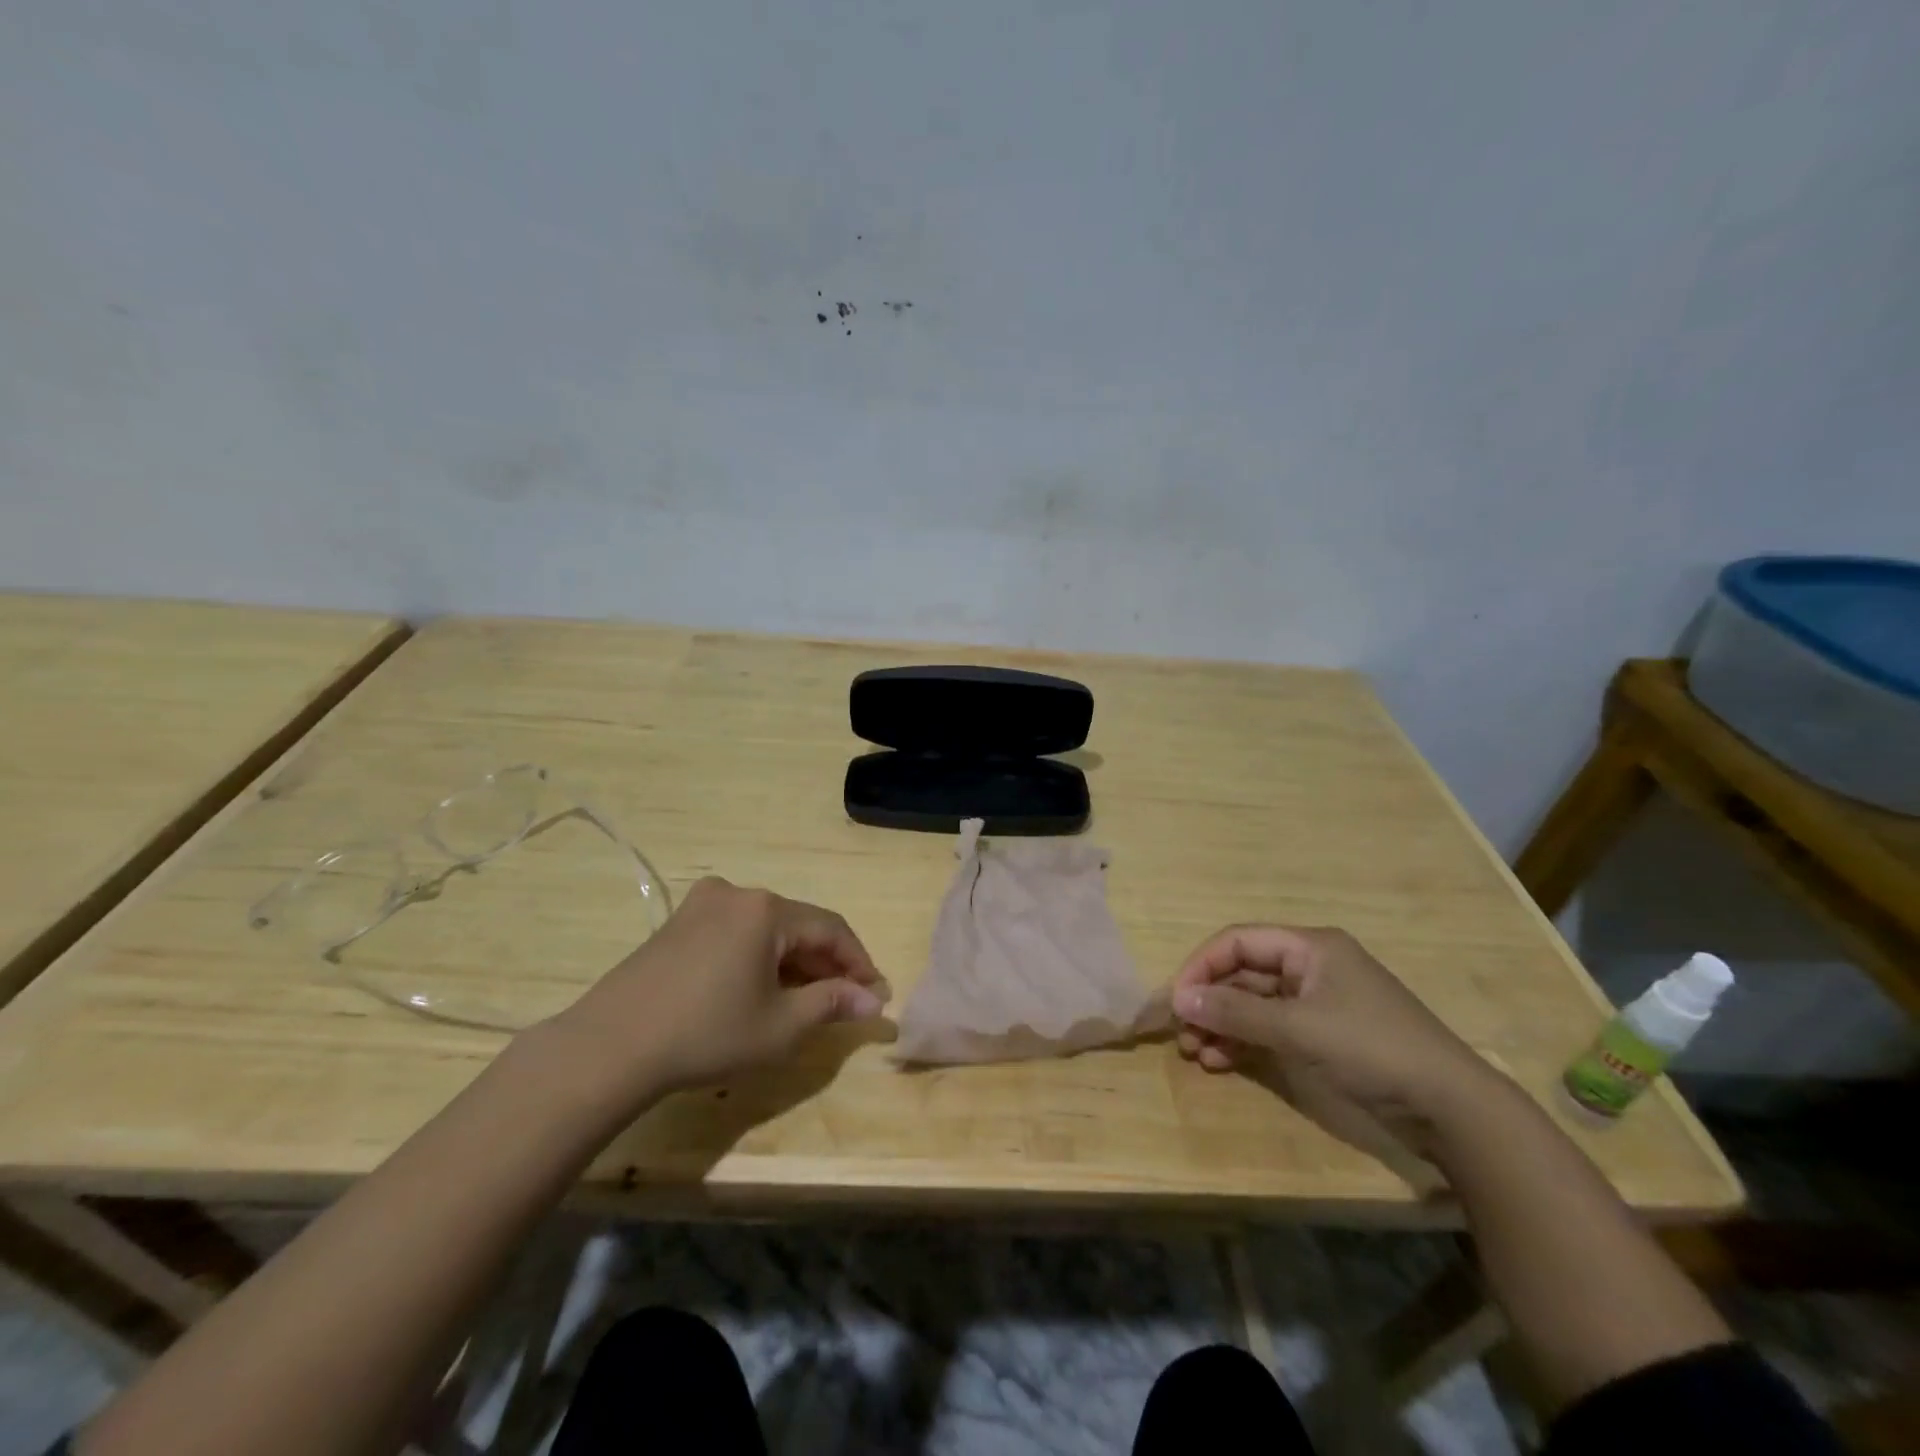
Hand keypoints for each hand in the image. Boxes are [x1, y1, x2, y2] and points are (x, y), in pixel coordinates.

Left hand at [546, 877, 890, 1103]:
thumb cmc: (707, 1033)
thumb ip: (831, 1005)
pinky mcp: (678, 923)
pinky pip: (736, 932)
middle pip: (798, 925)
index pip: (831, 929)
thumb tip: (872, 1001)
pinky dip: (759, 956)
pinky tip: (759, 988)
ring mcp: (702, 905)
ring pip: (767, 929)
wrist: (610, 1046)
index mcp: (767, 909)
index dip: (858, 962)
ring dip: (792, 960)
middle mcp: (738, 894)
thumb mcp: (781, 1026)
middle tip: (845, 1001)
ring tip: (806, 999)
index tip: (875, 995)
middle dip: (825, 963)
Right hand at [1170, 925, 1502, 1154]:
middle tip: (1183, 1034)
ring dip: (1222, 1025)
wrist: (1452, 1108)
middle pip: (1243, 973)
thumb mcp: (1299, 1029)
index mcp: (1309, 947)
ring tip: (1197, 1053)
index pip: (1238, 941)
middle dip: (1210, 1001)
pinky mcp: (1324, 1035)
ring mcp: (1318, 1002)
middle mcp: (1310, 966)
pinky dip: (1245, 1042)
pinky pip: (1271, 1028)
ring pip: (1254, 1004)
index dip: (1201, 966)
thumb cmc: (1372, 1049)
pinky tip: (1222, 1062)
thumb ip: (1236, 1013)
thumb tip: (1178, 999)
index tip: (1176, 1000)